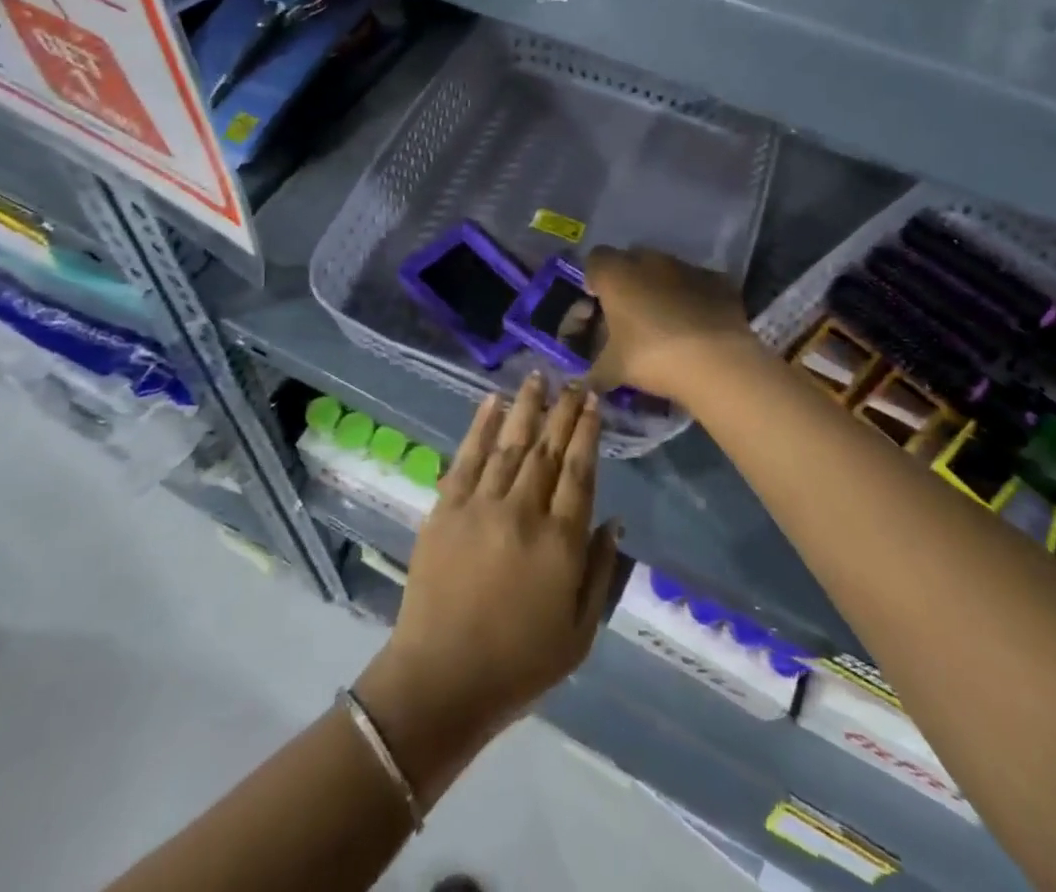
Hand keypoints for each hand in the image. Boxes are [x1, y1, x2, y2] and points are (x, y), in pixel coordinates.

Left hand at [356, 375, 619, 774]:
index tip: (594, 402)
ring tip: (538, 376)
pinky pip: (467, 456)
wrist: (442, 678)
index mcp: (560, 543)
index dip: (588, 432)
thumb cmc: (519, 664)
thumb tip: (612, 519)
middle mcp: (523, 512)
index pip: (579, 471)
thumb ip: (600, 572)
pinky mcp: (446, 508)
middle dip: (563, 410)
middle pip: (548, 449)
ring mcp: (481, 505)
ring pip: (510, 443)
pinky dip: (481, 425)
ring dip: (526, 406)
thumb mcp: (579, 633)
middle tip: (573, 380)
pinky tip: (492, 401)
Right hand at [583, 245, 756, 400]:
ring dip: (659, 288)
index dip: (594, 280)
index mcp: (616, 274)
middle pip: (630, 261)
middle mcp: (649, 260)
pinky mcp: (716, 280)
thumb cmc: (653, 357)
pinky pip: (695, 283)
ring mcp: (686, 267)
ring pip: (664, 270)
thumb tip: (586, 384)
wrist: (717, 362)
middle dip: (627, 282)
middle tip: (630, 314)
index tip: (599, 305)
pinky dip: (691, 297)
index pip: (594, 260)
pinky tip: (695, 324)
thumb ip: (594, 372)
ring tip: (665, 322)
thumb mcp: (614, 370)